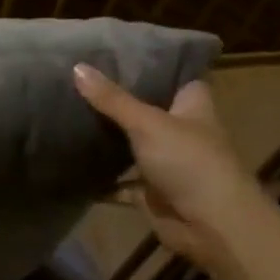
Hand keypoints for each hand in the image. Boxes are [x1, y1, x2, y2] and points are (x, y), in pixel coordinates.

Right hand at [73, 66, 272, 273]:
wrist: (211, 225)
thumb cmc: (189, 162)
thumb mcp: (147, 123)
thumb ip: (112, 99)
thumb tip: (77, 66)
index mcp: (192, 107)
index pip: (176, 77)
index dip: (153, 66)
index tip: (119, 53)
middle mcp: (181, 132)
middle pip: (148, 111)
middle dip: (119, 102)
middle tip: (80, 82)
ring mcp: (167, 164)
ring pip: (133, 147)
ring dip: (109, 140)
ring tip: (69, 117)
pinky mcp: (152, 193)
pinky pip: (122, 183)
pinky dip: (102, 181)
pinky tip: (73, 167)